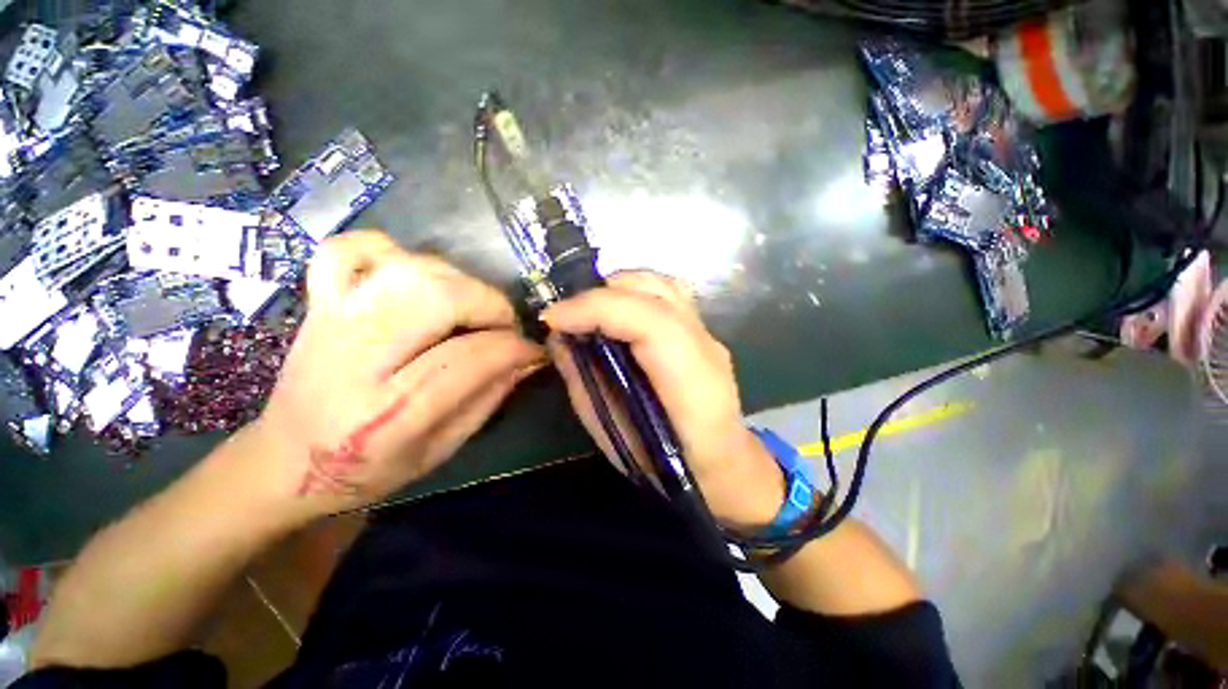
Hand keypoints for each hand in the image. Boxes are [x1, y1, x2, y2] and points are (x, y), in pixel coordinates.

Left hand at [236, 231, 543, 522]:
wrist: (284, 461)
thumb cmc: (368, 467)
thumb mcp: (441, 449)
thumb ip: (489, 397)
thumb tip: (527, 357)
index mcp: (386, 414)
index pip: (468, 359)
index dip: (514, 347)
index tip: (533, 350)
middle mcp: (353, 358)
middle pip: (437, 298)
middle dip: (490, 305)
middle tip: (503, 326)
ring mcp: (329, 320)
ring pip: (408, 268)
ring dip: (457, 281)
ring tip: (469, 308)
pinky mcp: (317, 301)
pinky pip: (350, 249)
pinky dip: (390, 252)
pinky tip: (411, 275)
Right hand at [541, 271, 784, 530]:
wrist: (721, 461)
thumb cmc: (664, 463)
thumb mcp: (612, 433)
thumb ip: (584, 381)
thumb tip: (560, 338)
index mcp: (692, 385)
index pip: (650, 322)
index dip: (597, 310)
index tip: (553, 319)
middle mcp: (706, 348)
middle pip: (655, 293)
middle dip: (600, 296)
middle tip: (566, 317)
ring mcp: (708, 334)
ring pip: (661, 284)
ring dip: (616, 289)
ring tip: (588, 312)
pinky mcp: (701, 329)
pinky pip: (665, 293)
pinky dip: (632, 292)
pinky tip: (615, 312)